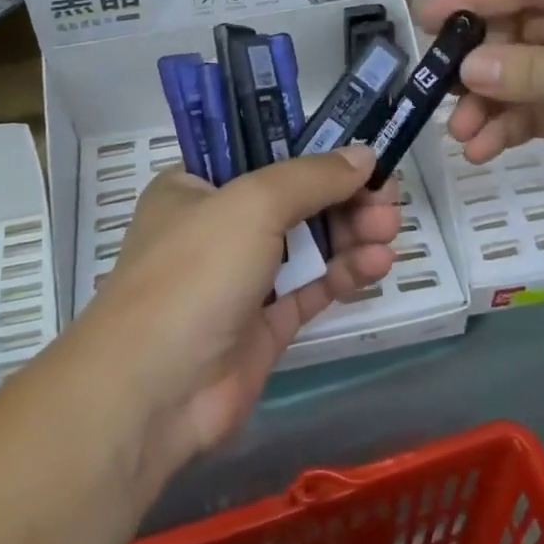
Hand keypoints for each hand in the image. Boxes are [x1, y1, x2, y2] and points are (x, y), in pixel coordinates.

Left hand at [84, 147, 400, 467]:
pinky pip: (312, 287)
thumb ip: (313, 177)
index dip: (314, 153)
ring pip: (308, 244)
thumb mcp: (253, 204)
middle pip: (295, 200)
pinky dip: (344, 273)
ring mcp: (241, 278)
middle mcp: (218, 227)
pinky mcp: (264, 324)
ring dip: (351, 234)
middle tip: (387, 200)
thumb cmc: (195, 272)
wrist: (155, 391)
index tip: (362, 157)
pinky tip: (377, 264)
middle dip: (345, 197)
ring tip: (388, 232)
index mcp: (197, 187)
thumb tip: (365, 155)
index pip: (263, 155)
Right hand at [419, 0, 543, 211]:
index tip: (424, 21)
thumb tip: (464, 72)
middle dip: (479, 64)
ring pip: (524, 77)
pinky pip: (541, 111)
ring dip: (490, 104)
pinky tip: (486, 148)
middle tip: (438, 93)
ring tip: (461, 136)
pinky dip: (512, 127)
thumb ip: (536, 72)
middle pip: (519, 31)